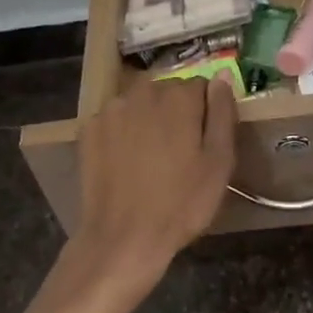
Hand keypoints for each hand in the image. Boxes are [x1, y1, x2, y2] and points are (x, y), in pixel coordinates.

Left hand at [76, 75, 236, 284]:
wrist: (124, 238)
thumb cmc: (181, 203)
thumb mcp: (219, 161)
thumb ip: (222, 111)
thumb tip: (223, 75)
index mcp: (179, 96)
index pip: (201, 86)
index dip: (206, 112)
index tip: (204, 141)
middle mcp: (143, 91)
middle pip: (168, 91)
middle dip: (176, 113)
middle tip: (179, 153)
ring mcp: (112, 108)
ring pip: (140, 104)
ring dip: (148, 120)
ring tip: (151, 159)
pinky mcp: (89, 128)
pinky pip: (116, 120)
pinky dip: (123, 132)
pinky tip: (126, 162)